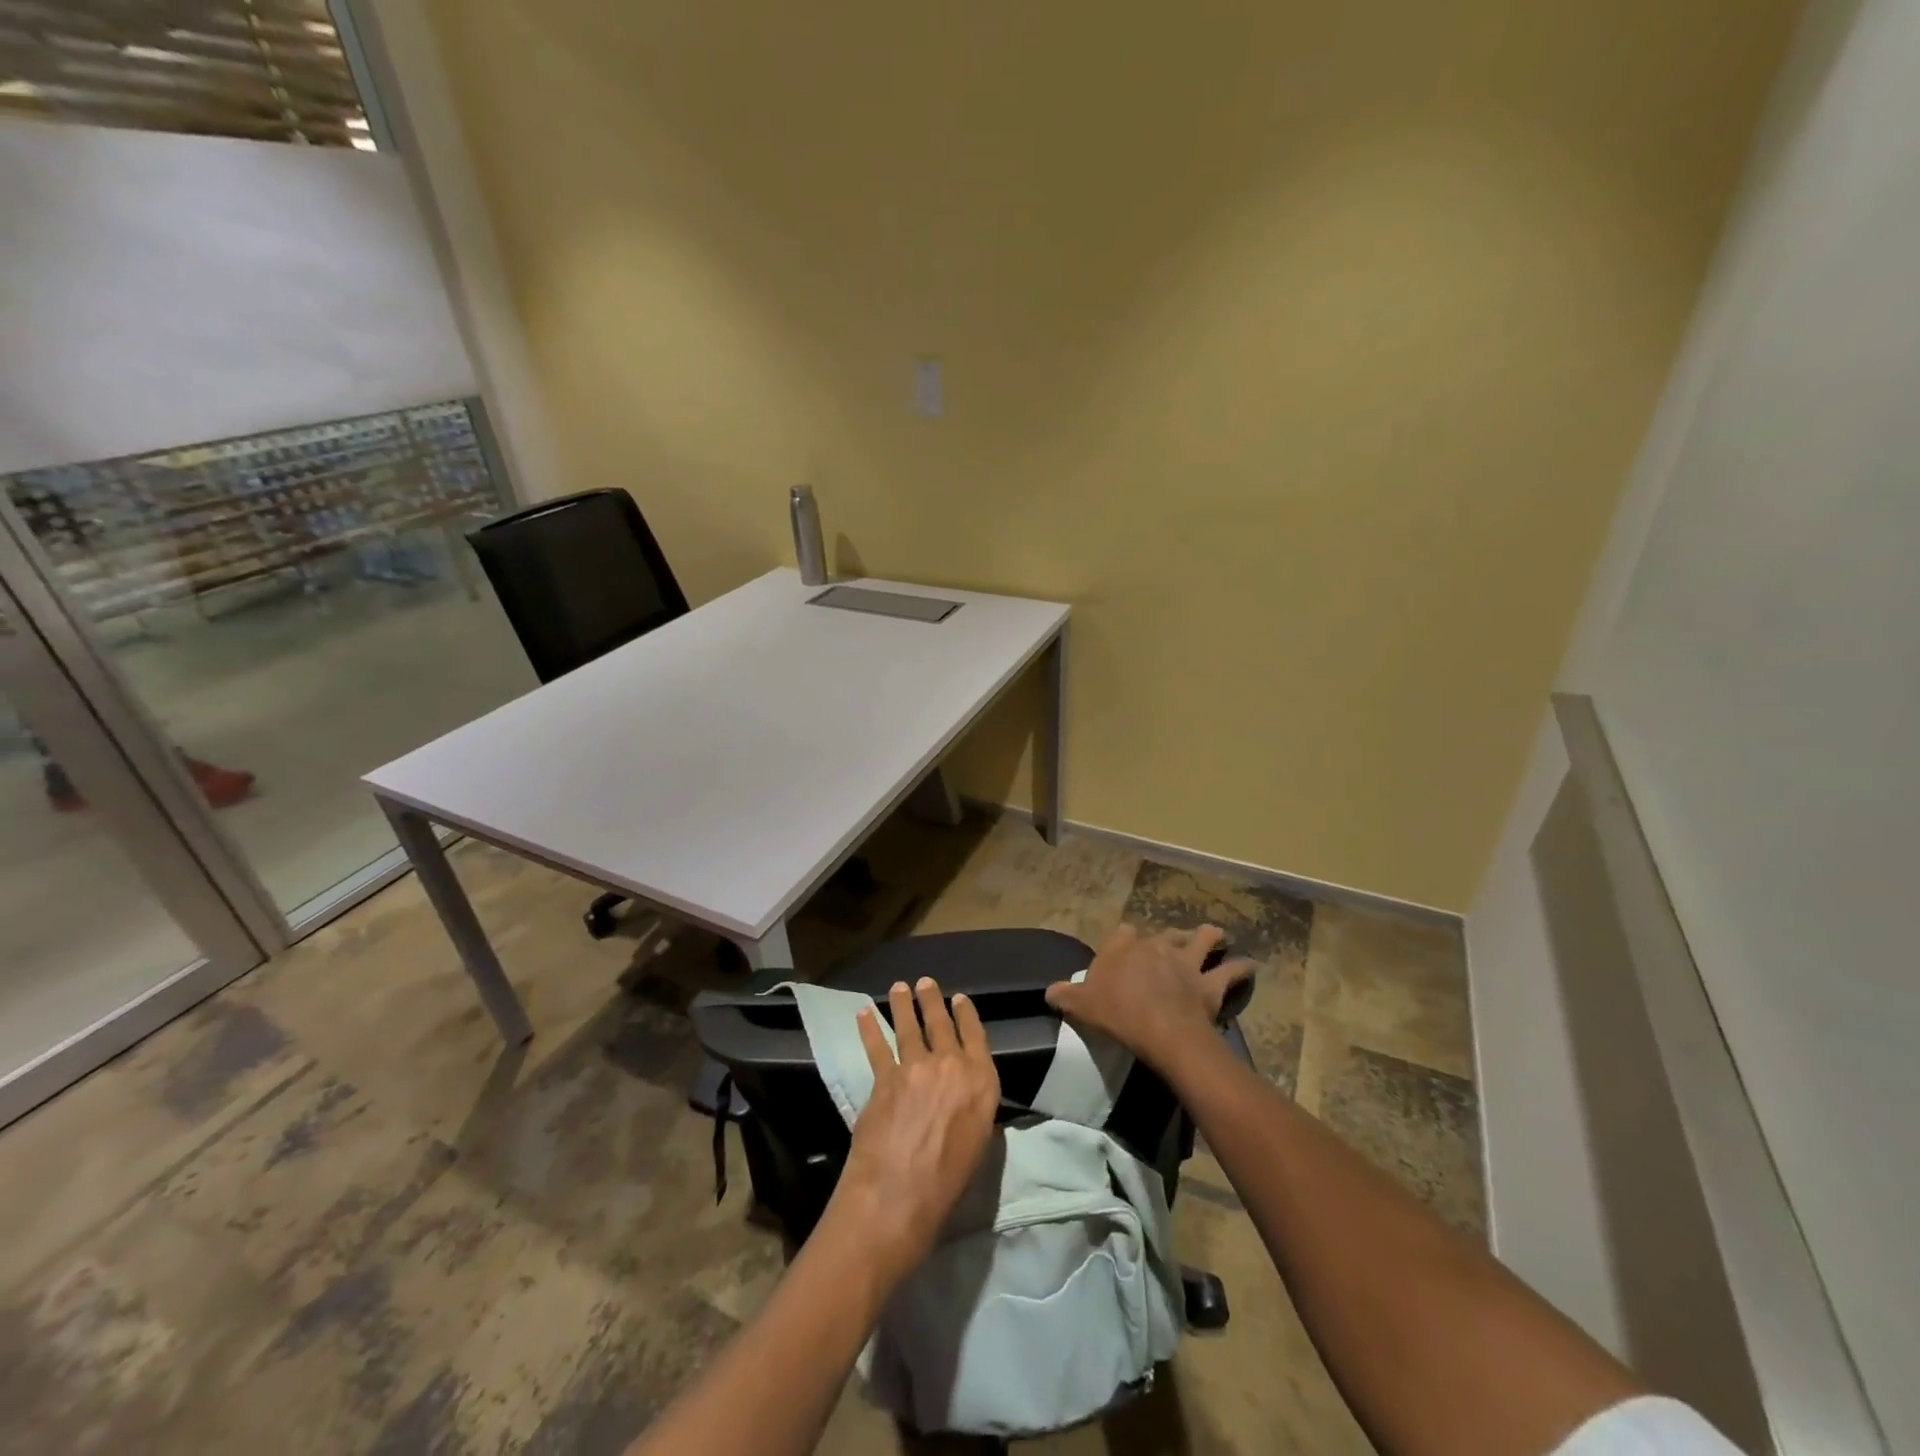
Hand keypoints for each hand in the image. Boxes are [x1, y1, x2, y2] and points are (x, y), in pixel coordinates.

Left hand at [828, 978, 1000, 1284]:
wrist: (901, 1194)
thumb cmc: (950, 1182)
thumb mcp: (979, 1144)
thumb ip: (975, 1112)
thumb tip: (969, 1101)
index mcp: (981, 1082)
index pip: (976, 1036)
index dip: (967, 1015)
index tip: (960, 998)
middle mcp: (951, 1065)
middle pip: (941, 1024)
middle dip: (933, 1000)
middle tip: (925, 982)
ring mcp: (915, 1068)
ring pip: (909, 1027)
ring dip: (903, 1005)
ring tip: (898, 988)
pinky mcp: (884, 1078)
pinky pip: (877, 1047)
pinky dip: (869, 1028)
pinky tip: (863, 1013)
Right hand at [1045, 923, 1254, 1074]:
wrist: (1159, 1029)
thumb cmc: (1116, 1013)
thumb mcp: (1080, 1005)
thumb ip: (1064, 995)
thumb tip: (1048, 992)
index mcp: (1124, 946)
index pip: (1123, 932)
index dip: (1125, 941)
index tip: (1125, 950)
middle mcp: (1157, 944)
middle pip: (1165, 932)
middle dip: (1169, 937)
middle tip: (1171, 948)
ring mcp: (1186, 961)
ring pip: (1203, 939)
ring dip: (1211, 938)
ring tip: (1217, 939)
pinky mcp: (1209, 983)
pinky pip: (1231, 971)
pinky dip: (1242, 969)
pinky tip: (1249, 967)